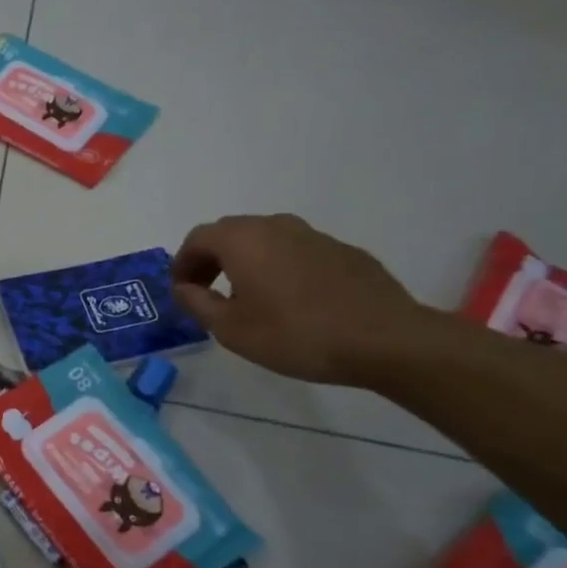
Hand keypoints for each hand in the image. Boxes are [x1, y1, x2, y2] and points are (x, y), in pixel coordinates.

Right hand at [170, 214, 425, 385]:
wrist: (385, 340)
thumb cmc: (295, 334)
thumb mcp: (230, 329)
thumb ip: (197, 303)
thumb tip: (183, 288)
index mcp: (243, 240)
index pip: (197, 238)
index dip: (182, 263)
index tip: (180, 290)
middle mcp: (276, 227)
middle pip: (230, 233)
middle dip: (211, 259)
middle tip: (206, 291)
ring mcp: (314, 236)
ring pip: (266, 240)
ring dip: (246, 262)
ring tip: (247, 298)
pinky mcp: (344, 252)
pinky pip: (297, 252)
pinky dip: (280, 267)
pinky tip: (291, 301)